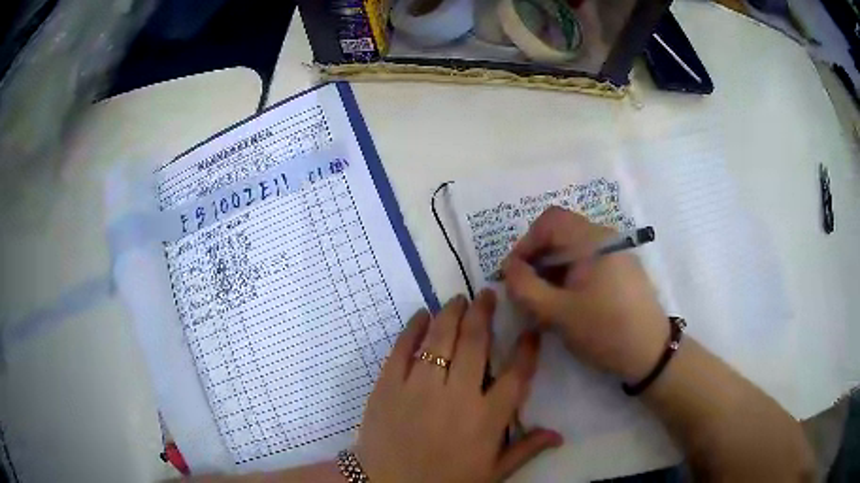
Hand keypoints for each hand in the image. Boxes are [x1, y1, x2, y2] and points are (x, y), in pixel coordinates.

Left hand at [354, 291, 561, 482]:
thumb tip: (559, 435)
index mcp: (487, 419)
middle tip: (487, 295)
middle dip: (484, 313)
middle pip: (476, 343)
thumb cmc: (446, 481)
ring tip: (459, 299)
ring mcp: (419, 388)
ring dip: (452, 313)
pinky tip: (422, 315)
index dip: (527, 348)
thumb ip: (526, 450)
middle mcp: (457, 396)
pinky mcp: (388, 385)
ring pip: (440, 338)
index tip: (530, 329)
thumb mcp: (492, 473)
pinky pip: (402, 349)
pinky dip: (413, 328)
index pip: (516, 374)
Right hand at [502, 206, 668, 381]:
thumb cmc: (604, 329)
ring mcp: (617, 253)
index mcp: (592, 240)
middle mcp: (606, 238)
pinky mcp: (623, 270)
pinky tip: (570, 303)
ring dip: (553, 269)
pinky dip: (571, 276)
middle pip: (561, 233)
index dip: (525, 243)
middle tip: (527, 291)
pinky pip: (589, 262)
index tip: (514, 274)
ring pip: (574, 249)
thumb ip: (525, 287)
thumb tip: (508, 268)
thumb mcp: (557, 313)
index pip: (549, 222)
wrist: (650, 352)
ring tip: (546, 301)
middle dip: (538, 259)